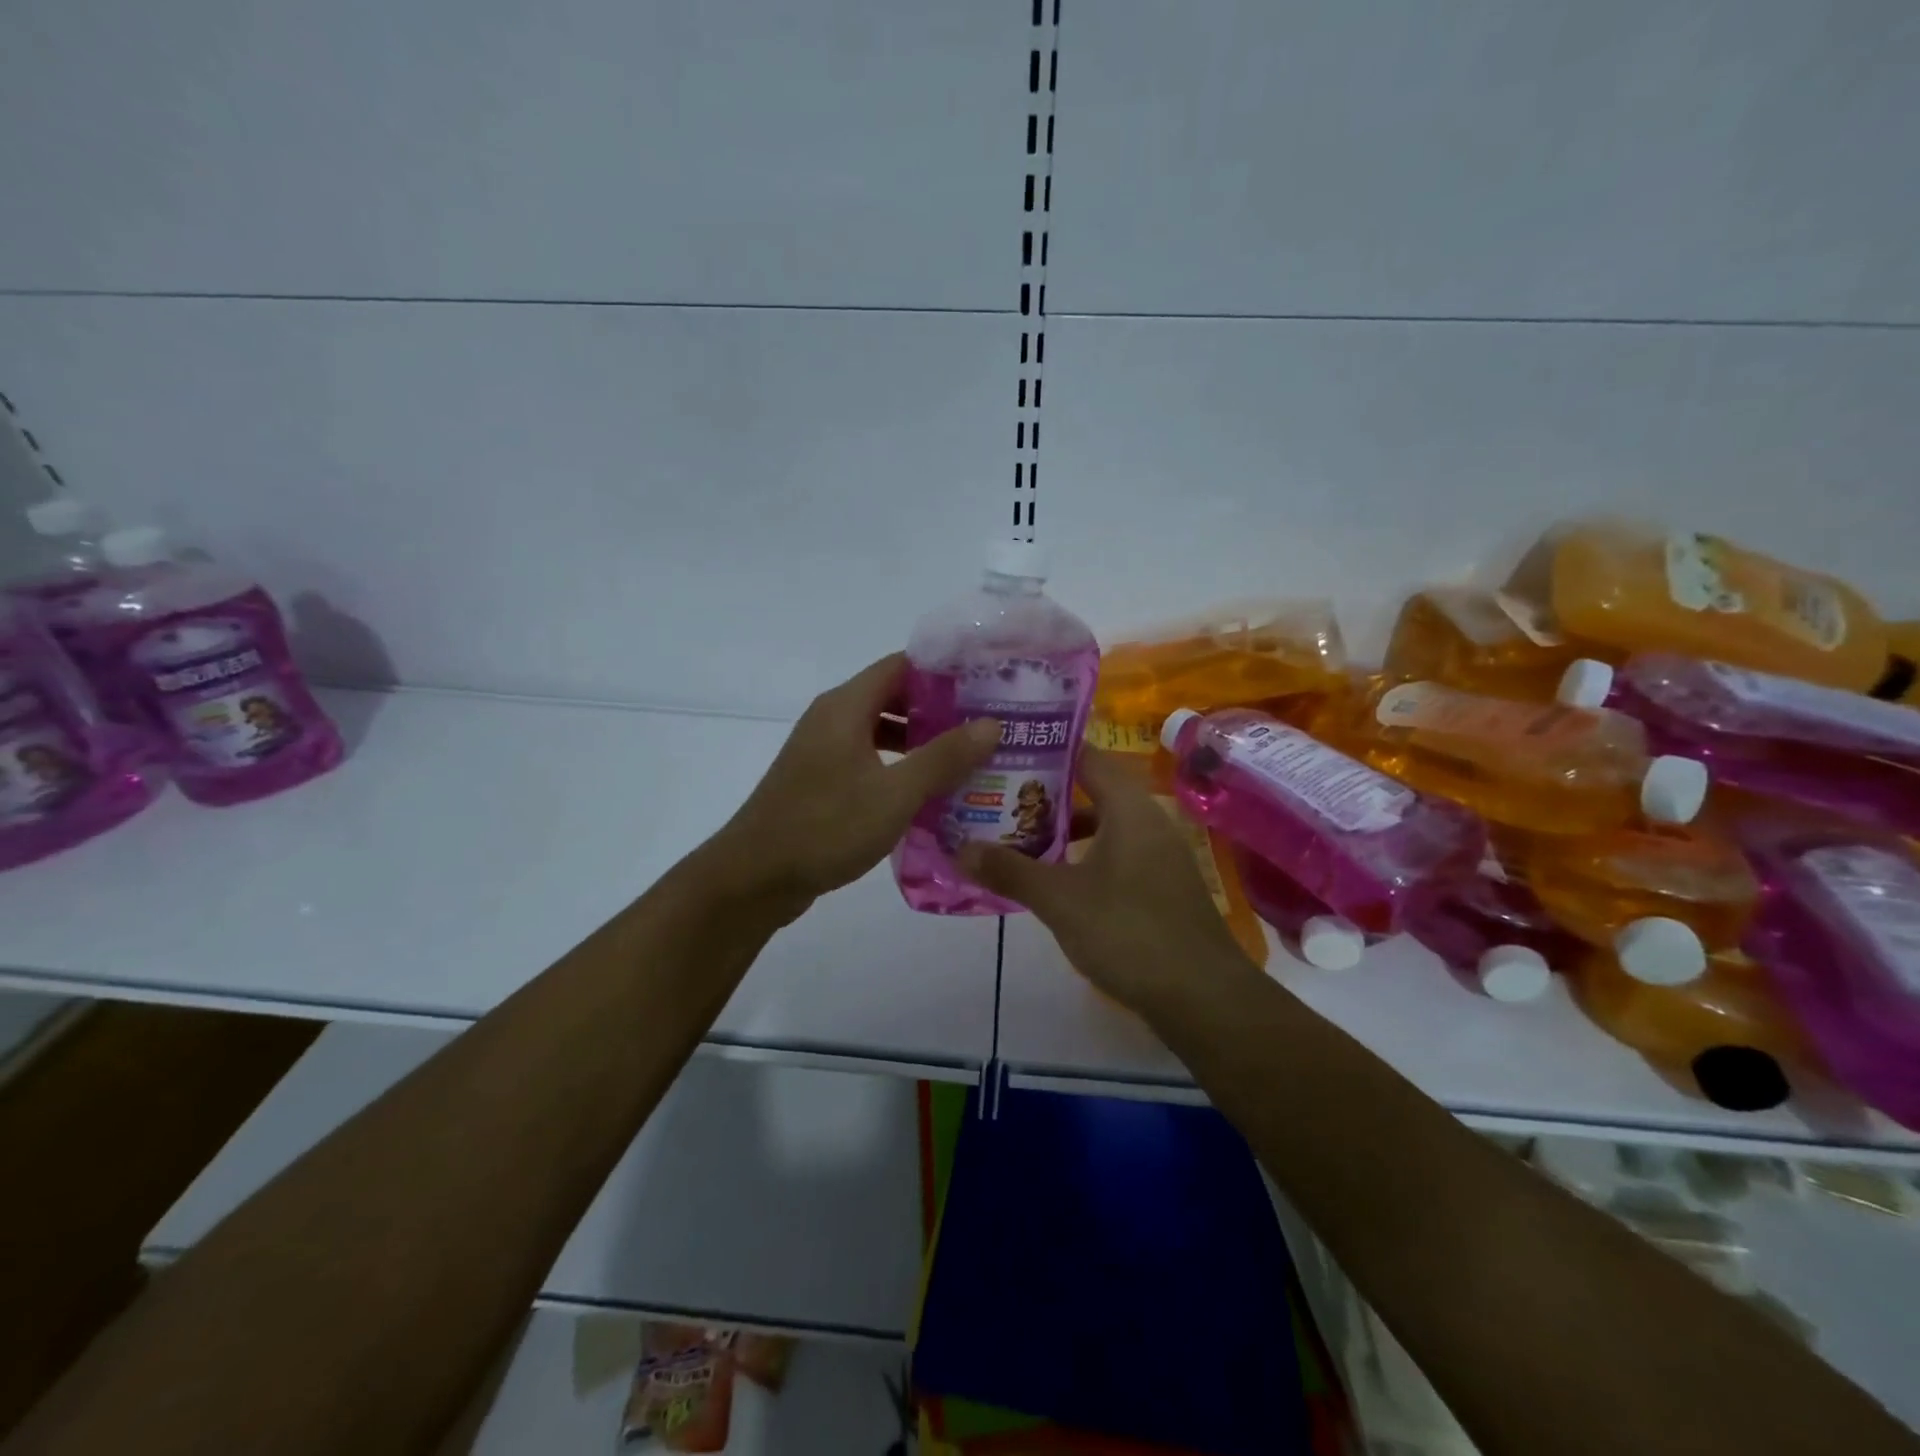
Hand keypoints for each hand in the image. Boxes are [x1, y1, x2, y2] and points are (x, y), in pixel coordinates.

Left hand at [713, 653, 1000, 911]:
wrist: (754, 878)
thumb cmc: (825, 828)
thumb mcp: (895, 794)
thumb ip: (944, 757)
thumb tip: (991, 724)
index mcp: (846, 707)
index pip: (901, 665)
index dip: (944, 670)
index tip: (985, 684)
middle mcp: (832, 719)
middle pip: (893, 696)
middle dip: (939, 708)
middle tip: (985, 725)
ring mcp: (823, 751)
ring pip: (881, 731)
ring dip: (921, 741)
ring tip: (967, 758)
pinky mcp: (820, 781)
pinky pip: (868, 759)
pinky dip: (899, 766)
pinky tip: (927, 792)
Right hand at [957, 750, 1257, 1013]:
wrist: (1203, 997)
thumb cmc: (1130, 933)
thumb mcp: (1060, 901)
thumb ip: (1010, 870)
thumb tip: (960, 849)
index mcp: (1129, 808)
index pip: (1087, 756)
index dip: (1047, 750)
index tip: (1006, 752)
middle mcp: (1148, 820)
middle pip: (1092, 790)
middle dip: (1045, 794)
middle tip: (998, 796)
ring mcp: (1159, 854)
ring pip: (1103, 825)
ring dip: (1062, 830)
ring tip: (1015, 837)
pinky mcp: (1161, 885)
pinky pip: (1114, 853)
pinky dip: (1082, 856)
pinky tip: (1053, 880)